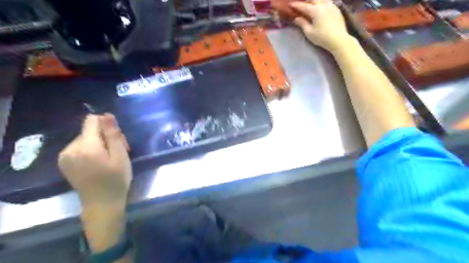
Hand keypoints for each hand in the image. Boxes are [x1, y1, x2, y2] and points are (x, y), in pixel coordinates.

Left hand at [59, 114, 131, 208]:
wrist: (102, 204)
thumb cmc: (116, 180)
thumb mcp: (121, 156)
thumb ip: (113, 134)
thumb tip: (107, 115)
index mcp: (86, 146)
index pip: (92, 121)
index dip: (107, 125)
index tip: (118, 139)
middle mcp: (70, 148)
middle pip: (90, 130)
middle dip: (106, 137)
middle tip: (119, 152)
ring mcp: (65, 156)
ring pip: (85, 138)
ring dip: (100, 144)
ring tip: (110, 158)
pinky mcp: (64, 162)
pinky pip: (79, 147)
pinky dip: (91, 150)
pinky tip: (99, 162)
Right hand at [290, 0, 351, 53]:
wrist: (338, 39)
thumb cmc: (322, 37)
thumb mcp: (309, 32)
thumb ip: (302, 23)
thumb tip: (296, 18)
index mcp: (315, 10)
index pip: (303, 6)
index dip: (296, 5)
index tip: (290, 4)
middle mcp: (323, 5)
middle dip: (305, 0)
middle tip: (300, 2)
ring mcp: (331, 5)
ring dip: (314, 0)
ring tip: (310, 2)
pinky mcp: (336, 9)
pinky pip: (327, 1)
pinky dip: (322, 1)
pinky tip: (320, 4)